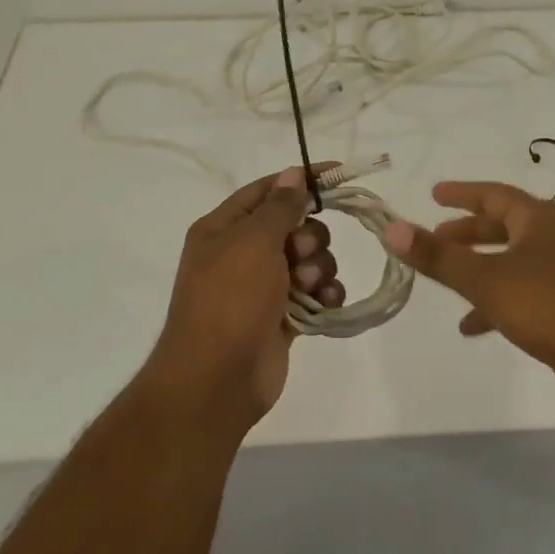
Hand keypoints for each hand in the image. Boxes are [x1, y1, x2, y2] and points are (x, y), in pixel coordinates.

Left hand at [144, 167, 346, 431]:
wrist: (217, 379)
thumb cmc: (230, 299)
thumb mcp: (253, 241)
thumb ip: (280, 206)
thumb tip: (294, 174)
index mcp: (223, 228)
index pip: (267, 190)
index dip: (301, 179)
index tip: (338, 174)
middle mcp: (242, 253)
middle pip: (294, 225)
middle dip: (309, 236)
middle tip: (299, 255)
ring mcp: (263, 286)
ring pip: (310, 258)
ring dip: (318, 268)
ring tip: (307, 288)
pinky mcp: (283, 316)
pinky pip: (315, 292)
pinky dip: (325, 293)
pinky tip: (326, 302)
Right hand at [384, 182, 554, 421]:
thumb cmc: (553, 305)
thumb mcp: (488, 279)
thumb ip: (438, 257)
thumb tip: (391, 228)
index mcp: (539, 221)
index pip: (495, 194)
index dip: (462, 193)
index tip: (434, 194)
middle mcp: (554, 241)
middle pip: (504, 227)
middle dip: (468, 234)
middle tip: (435, 239)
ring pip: (512, 263)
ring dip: (479, 270)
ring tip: (446, 283)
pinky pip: (523, 296)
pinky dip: (496, 304)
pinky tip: (473, 327)